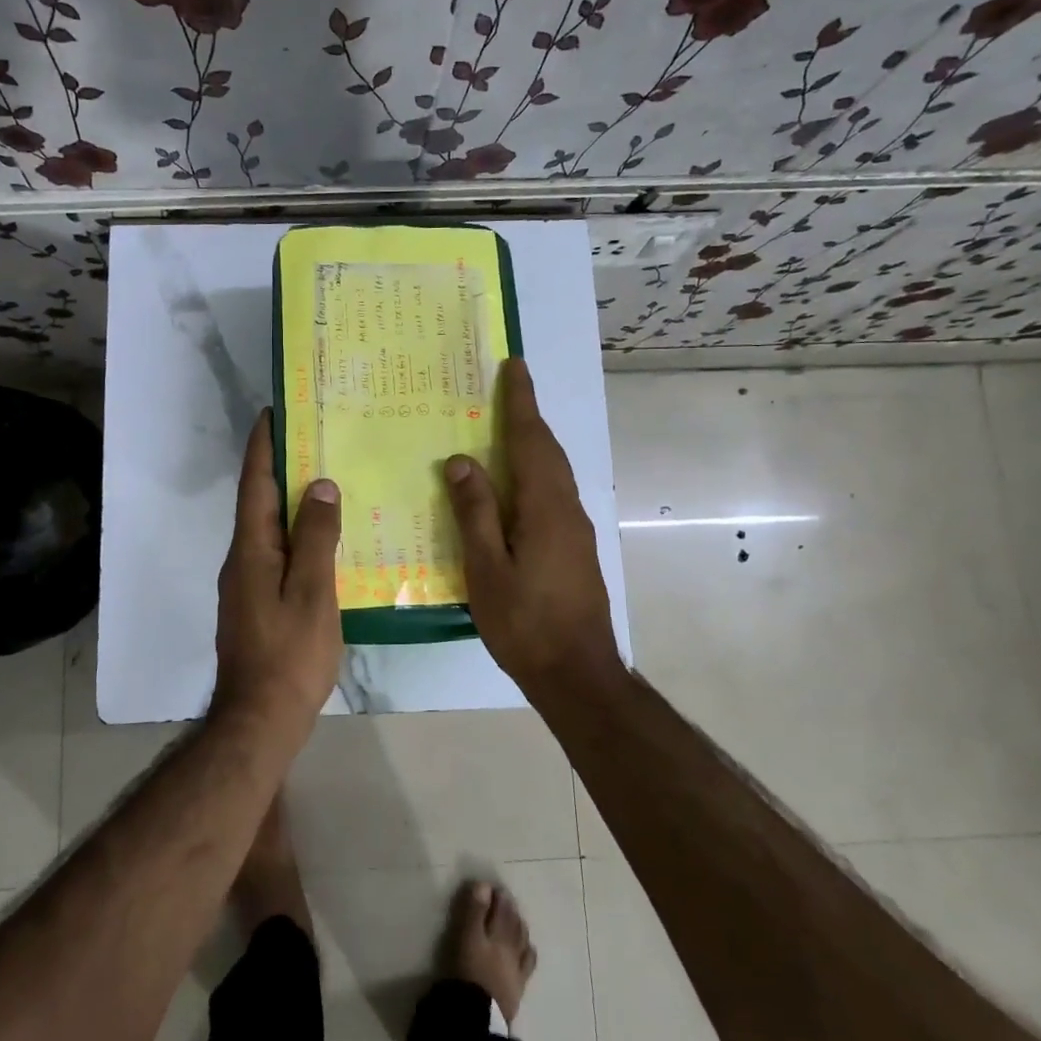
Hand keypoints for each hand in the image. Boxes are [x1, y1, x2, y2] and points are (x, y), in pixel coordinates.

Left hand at [212, 409, 343, 730]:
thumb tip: (321, 486)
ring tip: (324, 482)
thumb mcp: (312, 593)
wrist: (259, 720)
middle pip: (259, 502)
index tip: (274, 411)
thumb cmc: (290, 654)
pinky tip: (323, 541)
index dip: (263, 446)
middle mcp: (242, 559)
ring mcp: (245, 584)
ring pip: (268, 529)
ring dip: (289, 501)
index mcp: (252, 549)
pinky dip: (296, 534)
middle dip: (280, 467)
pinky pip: (276, 553)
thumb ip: (317, 538)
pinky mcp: (255, 604)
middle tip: (313, 439)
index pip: (256, 484)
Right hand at [444, 358, 622, 691]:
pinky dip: (534, 474)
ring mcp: (576, 531)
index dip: (522, 402)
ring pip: (553, 473)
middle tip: (508, 388)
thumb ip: (475, 513)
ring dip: (533, 444)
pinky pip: (553, 495)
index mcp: (545, 507)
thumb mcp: (486, 569)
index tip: (515, 366)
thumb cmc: (525, 622)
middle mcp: (567, 509)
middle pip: (548, 451)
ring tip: (506, 429)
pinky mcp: (575, 549)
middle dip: (529, 416)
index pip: (532, 440)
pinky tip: (514, 488)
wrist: (578, 674)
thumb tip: (462, 461)